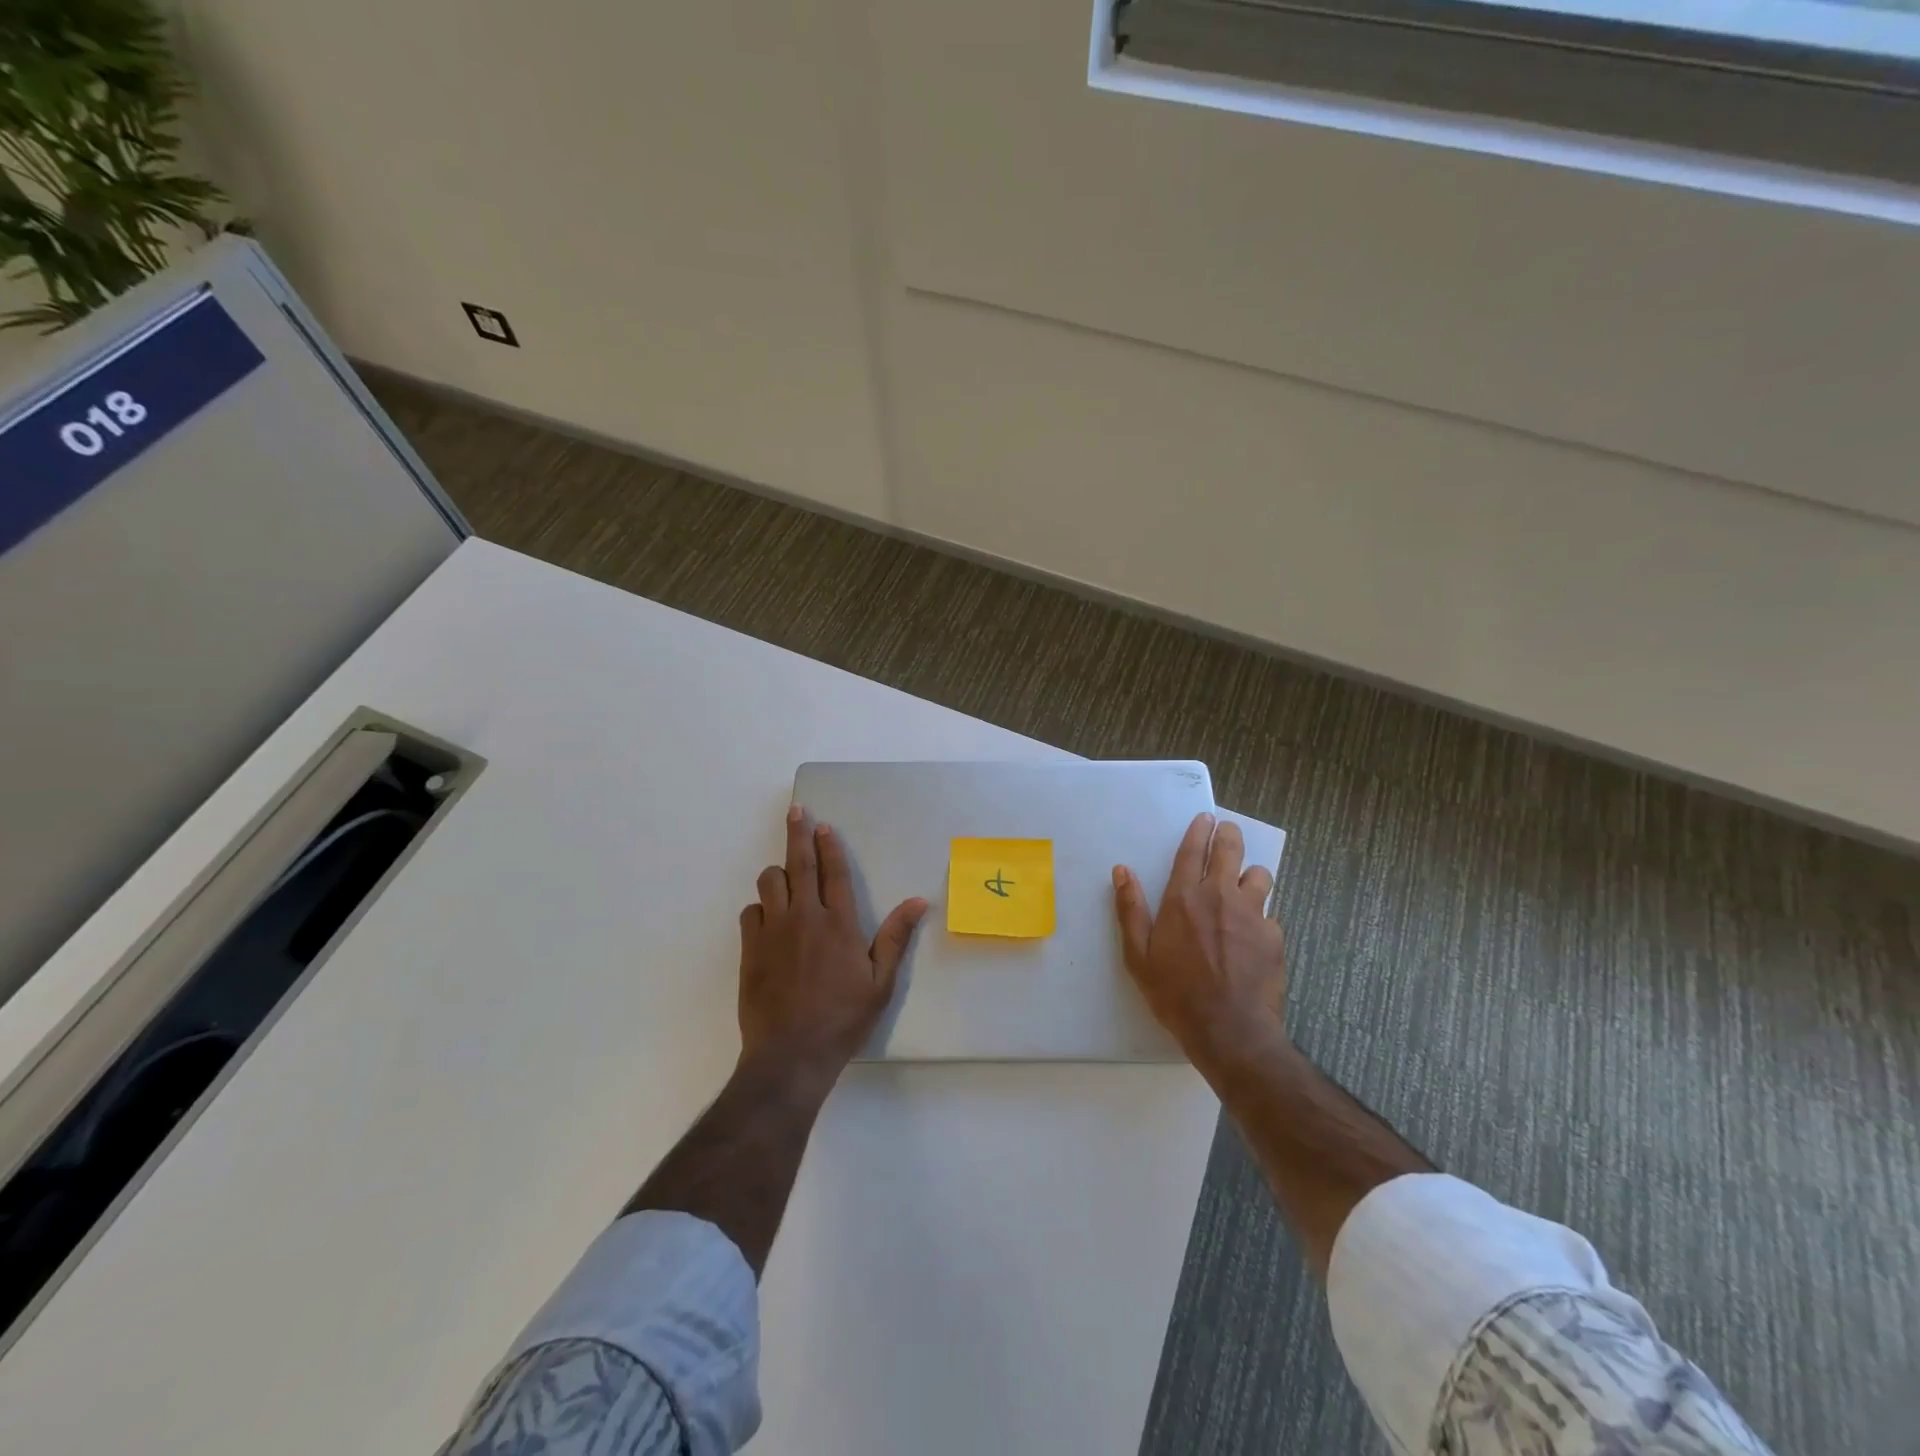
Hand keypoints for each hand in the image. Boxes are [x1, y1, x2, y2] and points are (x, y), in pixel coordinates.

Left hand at [738, 805, 929, 1092]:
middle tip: (796, 812)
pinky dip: (759, 908)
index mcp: (839, 923)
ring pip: (769, 882)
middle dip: (797, 834)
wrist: (791, 1054)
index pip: (834, 872)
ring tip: (784, 876)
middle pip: (798, 863)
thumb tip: (918, 901)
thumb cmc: (843, 1019)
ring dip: (778, 873)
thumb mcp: (880, 982)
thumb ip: (895, 937)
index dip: (829, 845)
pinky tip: (767, 918)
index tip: (824, 826)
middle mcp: (804, 917)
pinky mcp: (750, 948)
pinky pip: (750, 912)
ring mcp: (773, 931)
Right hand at [1113, 813, 1285, 1070]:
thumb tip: (1121, 871)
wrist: (1229, 1029)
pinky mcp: (1274, 936)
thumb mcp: (1138, 955)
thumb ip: (1130, 909)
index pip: (1193, 850)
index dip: (1199, 830)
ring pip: (1259, 875)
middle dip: (1229, 835)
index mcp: (1184, 897)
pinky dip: (1261, 915)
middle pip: (1231, 850)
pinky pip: (1270, 913)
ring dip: (1250, 875)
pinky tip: (1254, 933)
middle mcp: (1220, 896)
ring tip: (1244, 886)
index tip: (1205, 817)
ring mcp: (1252, 914)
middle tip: (1227, 832)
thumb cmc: (1175, 992)